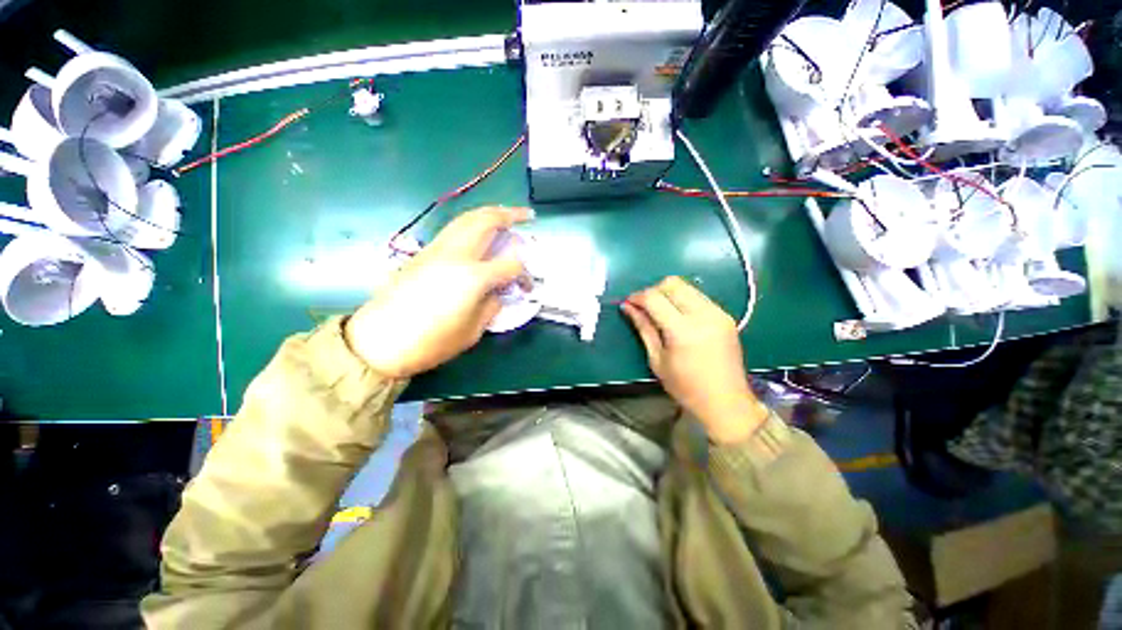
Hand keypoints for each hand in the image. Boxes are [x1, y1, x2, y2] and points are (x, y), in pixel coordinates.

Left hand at [345, 206, 531, 377]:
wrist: (379, 341)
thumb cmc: (430, 343)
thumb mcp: (472, 332)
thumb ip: (491, 306)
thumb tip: (497, 292)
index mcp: (473, 277)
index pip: (510, 265)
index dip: (524, 274)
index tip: (527, 285)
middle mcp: (456, 255)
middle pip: (486, 222)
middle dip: (510, 214)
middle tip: (526, 215)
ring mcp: (436, 250)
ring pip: (467, 219)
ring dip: (489, 213)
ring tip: (504, 215)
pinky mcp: (423, 253)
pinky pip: (453, 229)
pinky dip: (471, 224)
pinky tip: (478, 233)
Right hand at [621, 276, 767, 443]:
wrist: (726, 402)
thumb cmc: (686, 387)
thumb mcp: (657, 360)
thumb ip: (643, 328)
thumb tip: (627, 307)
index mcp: (683, 331)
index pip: (654, 298)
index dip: (637, 297)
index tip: (628, 303)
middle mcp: (703, 315)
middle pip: (672, 284)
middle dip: (653, 290)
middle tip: (644, 307)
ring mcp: (718, 313)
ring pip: (687, 286)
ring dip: (668, 293)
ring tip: (660, 312)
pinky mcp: (726, 315)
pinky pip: (699, 296)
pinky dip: (683, 299)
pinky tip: (678, 317)